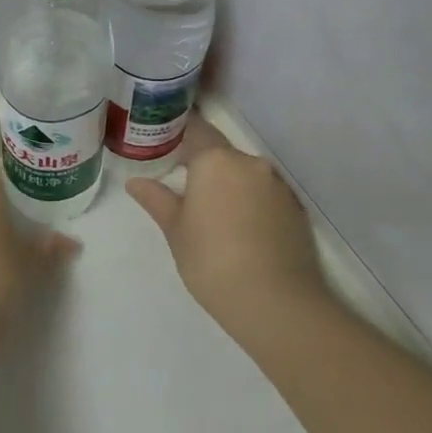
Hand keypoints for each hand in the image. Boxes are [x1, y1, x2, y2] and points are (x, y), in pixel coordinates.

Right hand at [127, 117, 325, 330]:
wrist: (276, 302)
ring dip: (232, 188)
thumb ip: (157, 199)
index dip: (183, 137)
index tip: (169, 152)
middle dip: (207, 169)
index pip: (197, 130)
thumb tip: (135, 182)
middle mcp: (249, 163)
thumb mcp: (175, 231)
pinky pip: (267, 197)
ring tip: (218, 219)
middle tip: (189, 195)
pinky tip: (245, 234)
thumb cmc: (212, 260)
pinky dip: (254, 206)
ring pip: (247, 176)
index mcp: (215, 160)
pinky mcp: (296, 210)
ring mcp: (277, 186)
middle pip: (223, 155)